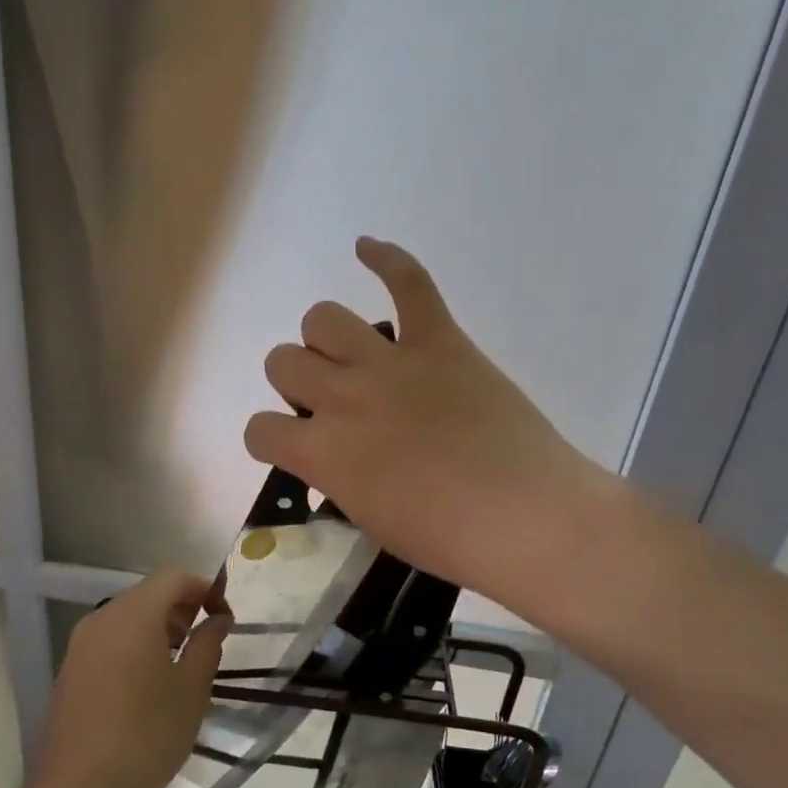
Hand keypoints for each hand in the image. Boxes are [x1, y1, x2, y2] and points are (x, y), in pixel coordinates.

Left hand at [29, 571, 230, 787]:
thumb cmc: (145, 736)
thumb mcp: (191, 690)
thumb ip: (208, 644)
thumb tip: (217, 619)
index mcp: (134, 614)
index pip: (175, 578)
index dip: (205, 589)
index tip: (225, 620)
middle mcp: (102, 619)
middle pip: (149, 594)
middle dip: (184, 609)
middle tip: (208, 642)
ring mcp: (81, 645)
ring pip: (129, 618)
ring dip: (161, 629)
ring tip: (183, 666)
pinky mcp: (71, 671)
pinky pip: (111, 642)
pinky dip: (137, 647)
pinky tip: (150, 687)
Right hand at [244, 238, 598, 612]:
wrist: (528, 517)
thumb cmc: (450, 539)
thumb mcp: (373, 521)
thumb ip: (340, 480)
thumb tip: (335, 460)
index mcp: (323, 453)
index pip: (259, 430)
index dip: (269, 438)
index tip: (289, 446)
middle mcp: (343, 398)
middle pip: (283, 361)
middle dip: (295, 381)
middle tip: (328, 402)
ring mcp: (391, 362)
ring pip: (323, 317)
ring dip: (326, 338)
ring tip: (349, 354)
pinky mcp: (439, 341)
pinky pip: (408, 282)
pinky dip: (386, 259)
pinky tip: (366, 248)